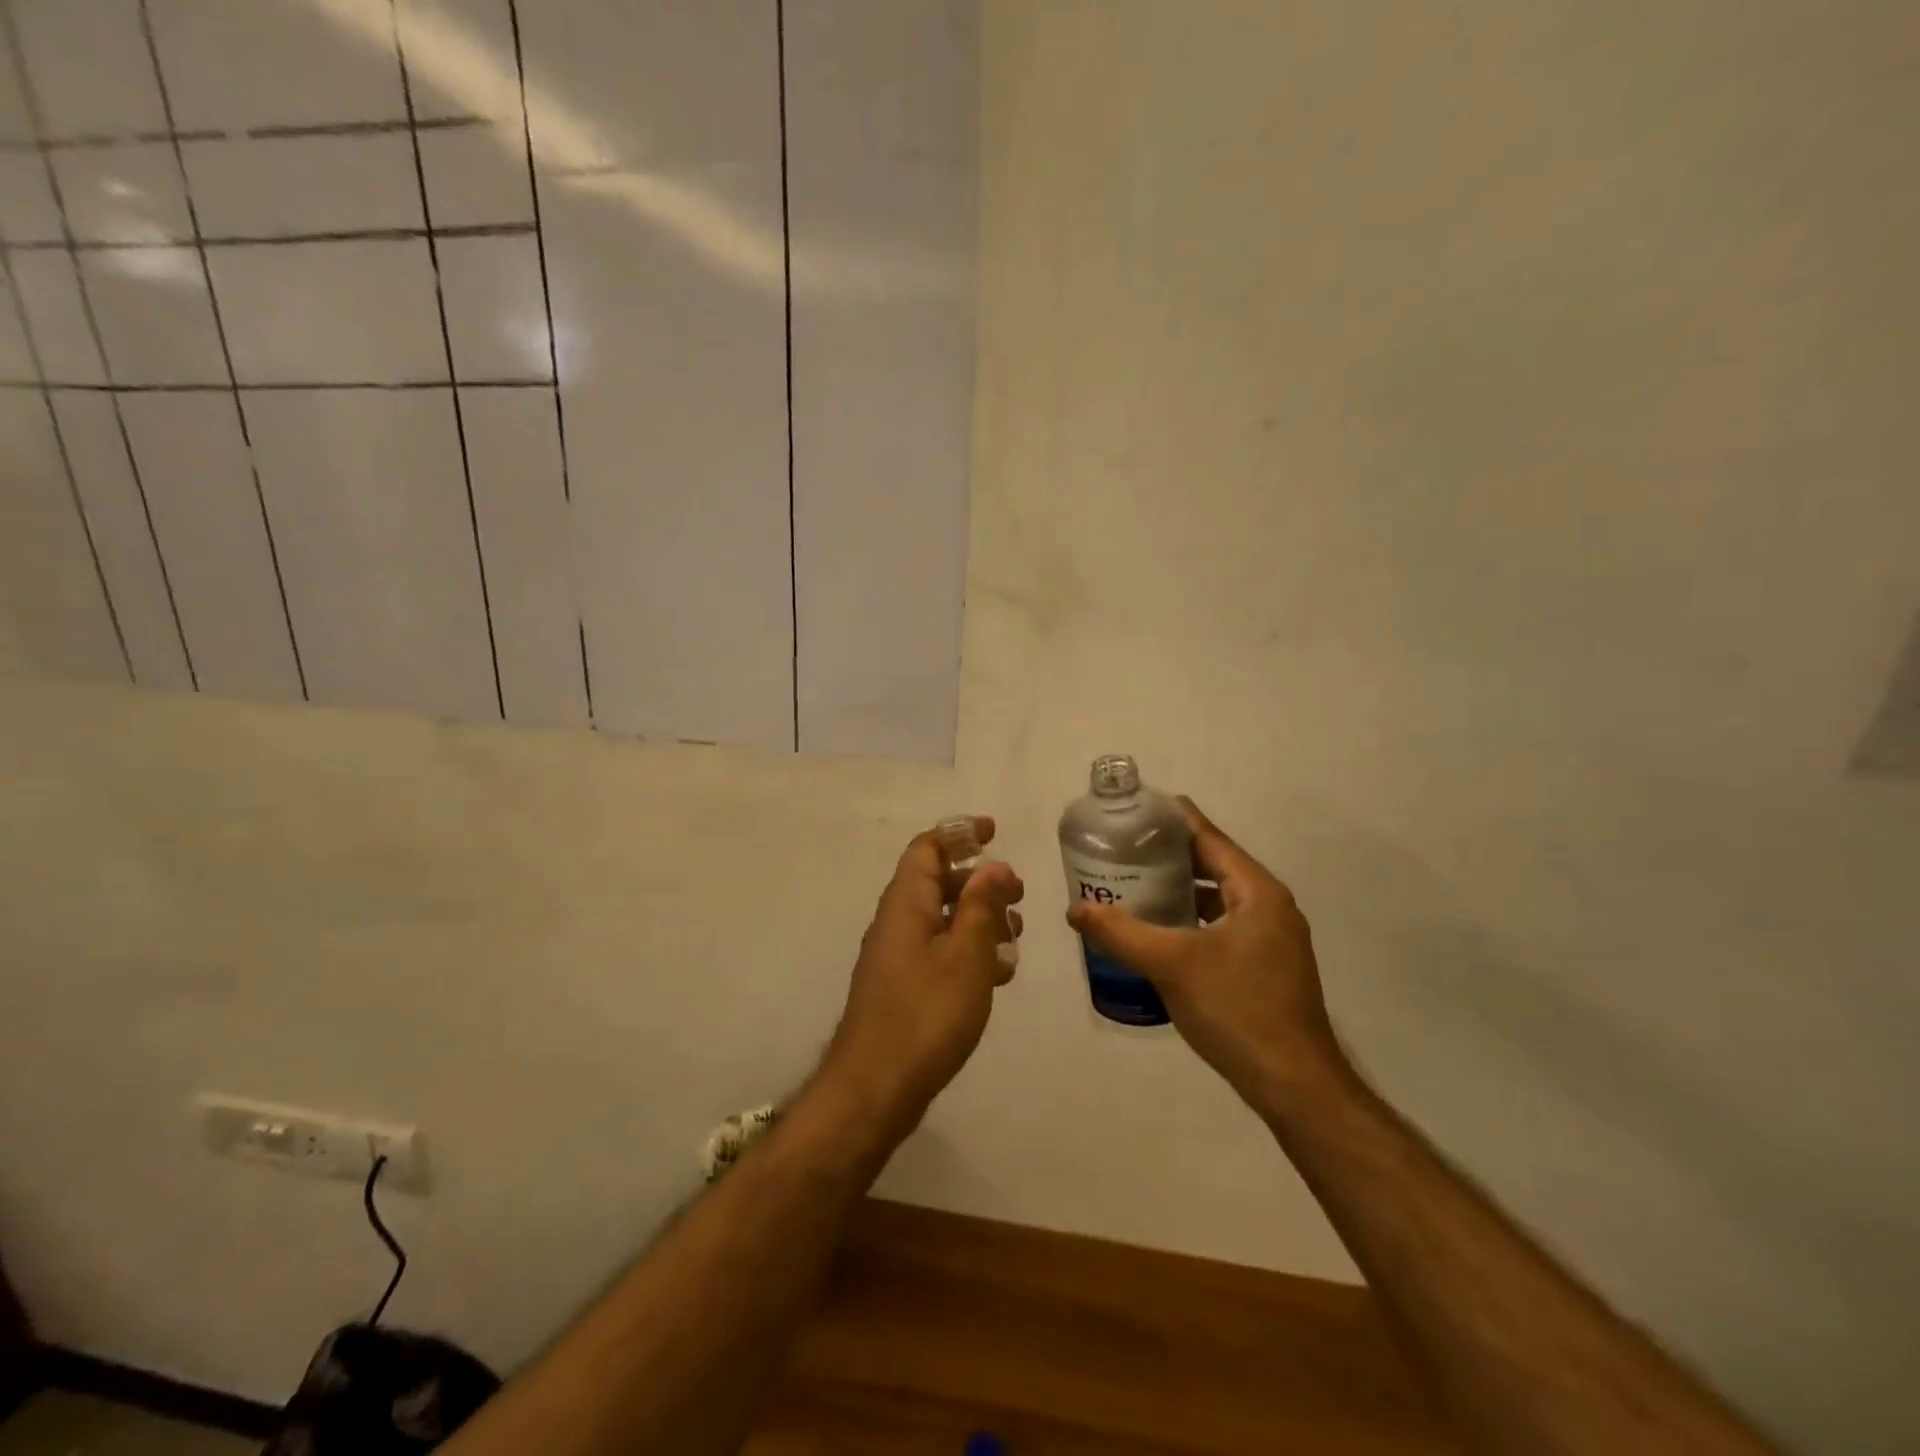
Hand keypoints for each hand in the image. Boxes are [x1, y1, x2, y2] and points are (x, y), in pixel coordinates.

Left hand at [821, 817, 1024, 1132]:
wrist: (875, 1088)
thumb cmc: (926, 1015)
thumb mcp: (966, 955)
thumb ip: (982, 906)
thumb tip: (995, 866)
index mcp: (906, 903)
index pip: (928, 848)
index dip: (959, 834)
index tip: (993, 832)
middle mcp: (897, 921)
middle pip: (937, 881)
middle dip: (979, 881)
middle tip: (1017, 894)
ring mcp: (897, 956)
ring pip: (942, 919)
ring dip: (978, 918)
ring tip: (1015, 935)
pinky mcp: (903, 987)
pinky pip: (938, 951)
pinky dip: (968, 951)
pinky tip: (997, 975)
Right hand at [1065, 798, 1346, 1105]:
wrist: (1295, 1087)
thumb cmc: (1237, 1010)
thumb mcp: (1171, 965)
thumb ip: (1120, 932)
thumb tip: (1075, 909)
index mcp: (1257, 892)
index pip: (1209, 837)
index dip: (1172, 818)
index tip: (1134, 808)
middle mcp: (1269, 906)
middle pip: (1212, 864)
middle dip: (1167, 855)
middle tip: (1122, 848)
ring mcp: (1270, 939)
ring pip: (1215, 898)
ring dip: (1177, 890)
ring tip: (1132, 884)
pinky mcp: (1264, 967)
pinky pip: (1219, 926)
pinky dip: (1189, 920)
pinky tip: (1157, 932)